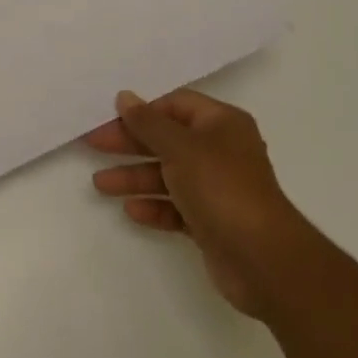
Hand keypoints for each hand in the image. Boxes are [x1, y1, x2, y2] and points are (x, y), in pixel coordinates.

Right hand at [86, 89, 304, 319]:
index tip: (109, 118)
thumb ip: (148, 123)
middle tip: (93, 145)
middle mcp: (220, 151)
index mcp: (221, 124)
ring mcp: (217, 188)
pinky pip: (176, 207)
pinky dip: (154, 206)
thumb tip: (125, 96)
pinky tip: (131, 210)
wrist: (264, 261)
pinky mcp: (212, 222)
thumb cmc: (221, 188)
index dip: (142, 111)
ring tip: (100, 185)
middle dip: (130, 144)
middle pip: (167, 140)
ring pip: (168, 175)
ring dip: (135, 177)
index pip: (174, 105)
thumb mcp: (180, 147)